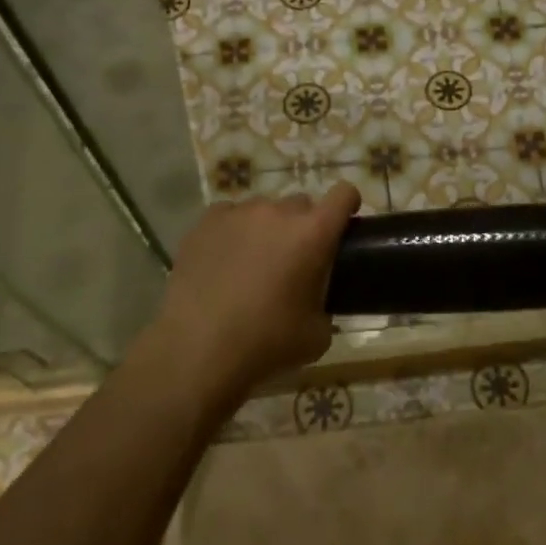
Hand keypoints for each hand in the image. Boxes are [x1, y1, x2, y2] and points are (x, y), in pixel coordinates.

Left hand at [156, 183, 360, 403]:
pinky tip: (224, 260)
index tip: (343, 223)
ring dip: (267, 229)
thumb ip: (326, 305)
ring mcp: (239, 213)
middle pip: (301, 204)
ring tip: (252, 262)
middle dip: (303, 227)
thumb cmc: (267, 343)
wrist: (198, 350)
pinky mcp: (206, 222)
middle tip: (293, 260)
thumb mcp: (317, 335)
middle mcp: (279, 212)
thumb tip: (316, 300)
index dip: (347, 204)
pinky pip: (229, 216)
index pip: (343, 194)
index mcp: (314, 233)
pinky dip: (233, 232)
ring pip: (264, 209)